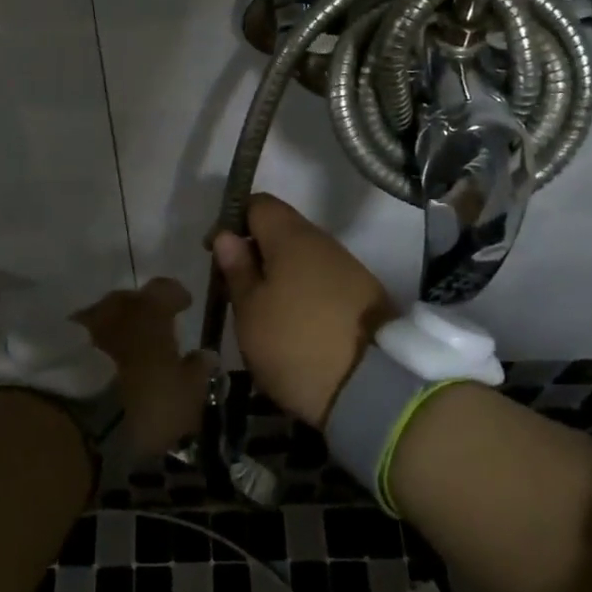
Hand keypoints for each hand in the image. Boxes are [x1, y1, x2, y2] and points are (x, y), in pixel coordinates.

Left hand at [74, 277, 213, 457]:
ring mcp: (81, 324)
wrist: (74, 421)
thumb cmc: (142, 402)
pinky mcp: (57, 347)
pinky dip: (91, 351)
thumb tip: (206, 355)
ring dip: (114, 332)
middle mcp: (114, 306)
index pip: (167, 288)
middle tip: (151, 335)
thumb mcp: (185, 395)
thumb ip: (197, 371)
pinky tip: (97, 370)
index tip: (184, 305)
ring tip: (121, 357)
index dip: (177, 296)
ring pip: (104, 321)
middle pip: (131, 301)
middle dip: (142, 314)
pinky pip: (82, 343)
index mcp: (149, 309)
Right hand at [213, 194, 394, 428]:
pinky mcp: (365, 294)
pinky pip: (323, 279)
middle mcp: (323, 241)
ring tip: (265, 311)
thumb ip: (237, 269)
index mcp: (291, 236)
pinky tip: (296, 322)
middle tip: (238, 289)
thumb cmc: (295, 344)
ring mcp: (348, 267)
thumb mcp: (251, 312)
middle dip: (256, 251)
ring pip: (303, 256)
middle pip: (282, 230)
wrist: (374, 388)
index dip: (232, 221)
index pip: (258, 203)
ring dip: (281, 274)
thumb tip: (227, 235)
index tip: (217, 254)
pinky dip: (304, 291)